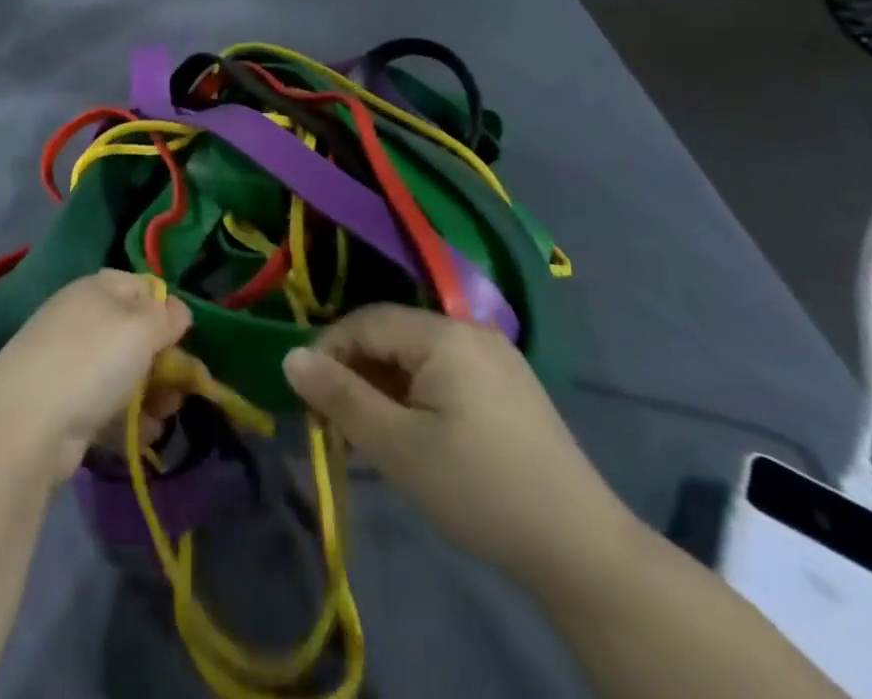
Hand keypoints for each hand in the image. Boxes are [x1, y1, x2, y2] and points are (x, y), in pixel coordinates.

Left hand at [0, 271, 191, 478]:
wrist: (27, 424)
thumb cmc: (92, 360)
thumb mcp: (141, 328)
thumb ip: (166, 316)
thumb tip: (178, 309)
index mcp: (97, 290)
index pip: (141, 287)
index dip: (166, 309)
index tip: (184, 338)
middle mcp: (82, 320)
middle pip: (135, 334)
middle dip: (163, 362)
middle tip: (182, 388)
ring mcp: (71, 364)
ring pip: (124, 374)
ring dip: (151, 395)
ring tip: (165, 416)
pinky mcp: (65, 405)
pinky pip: (107, 407)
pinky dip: (128, 421)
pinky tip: (144, 437)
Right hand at [283, 304, 634, 590]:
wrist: (582, 548)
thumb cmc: (479, 489)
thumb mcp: (398, 448)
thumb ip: (341, 397)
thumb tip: (290, 357)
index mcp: (443, 333)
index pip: (365, 323)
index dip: (329, 354)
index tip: (310, 400)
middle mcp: (469, 330)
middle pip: (391, 336)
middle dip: (357, 374)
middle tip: (338, 424)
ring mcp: (494, 356)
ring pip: (416, 356)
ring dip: (385, 387)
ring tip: (371, 434)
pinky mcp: (508, 384)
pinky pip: (444, 372)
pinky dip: (417, 394)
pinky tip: (414, 434)